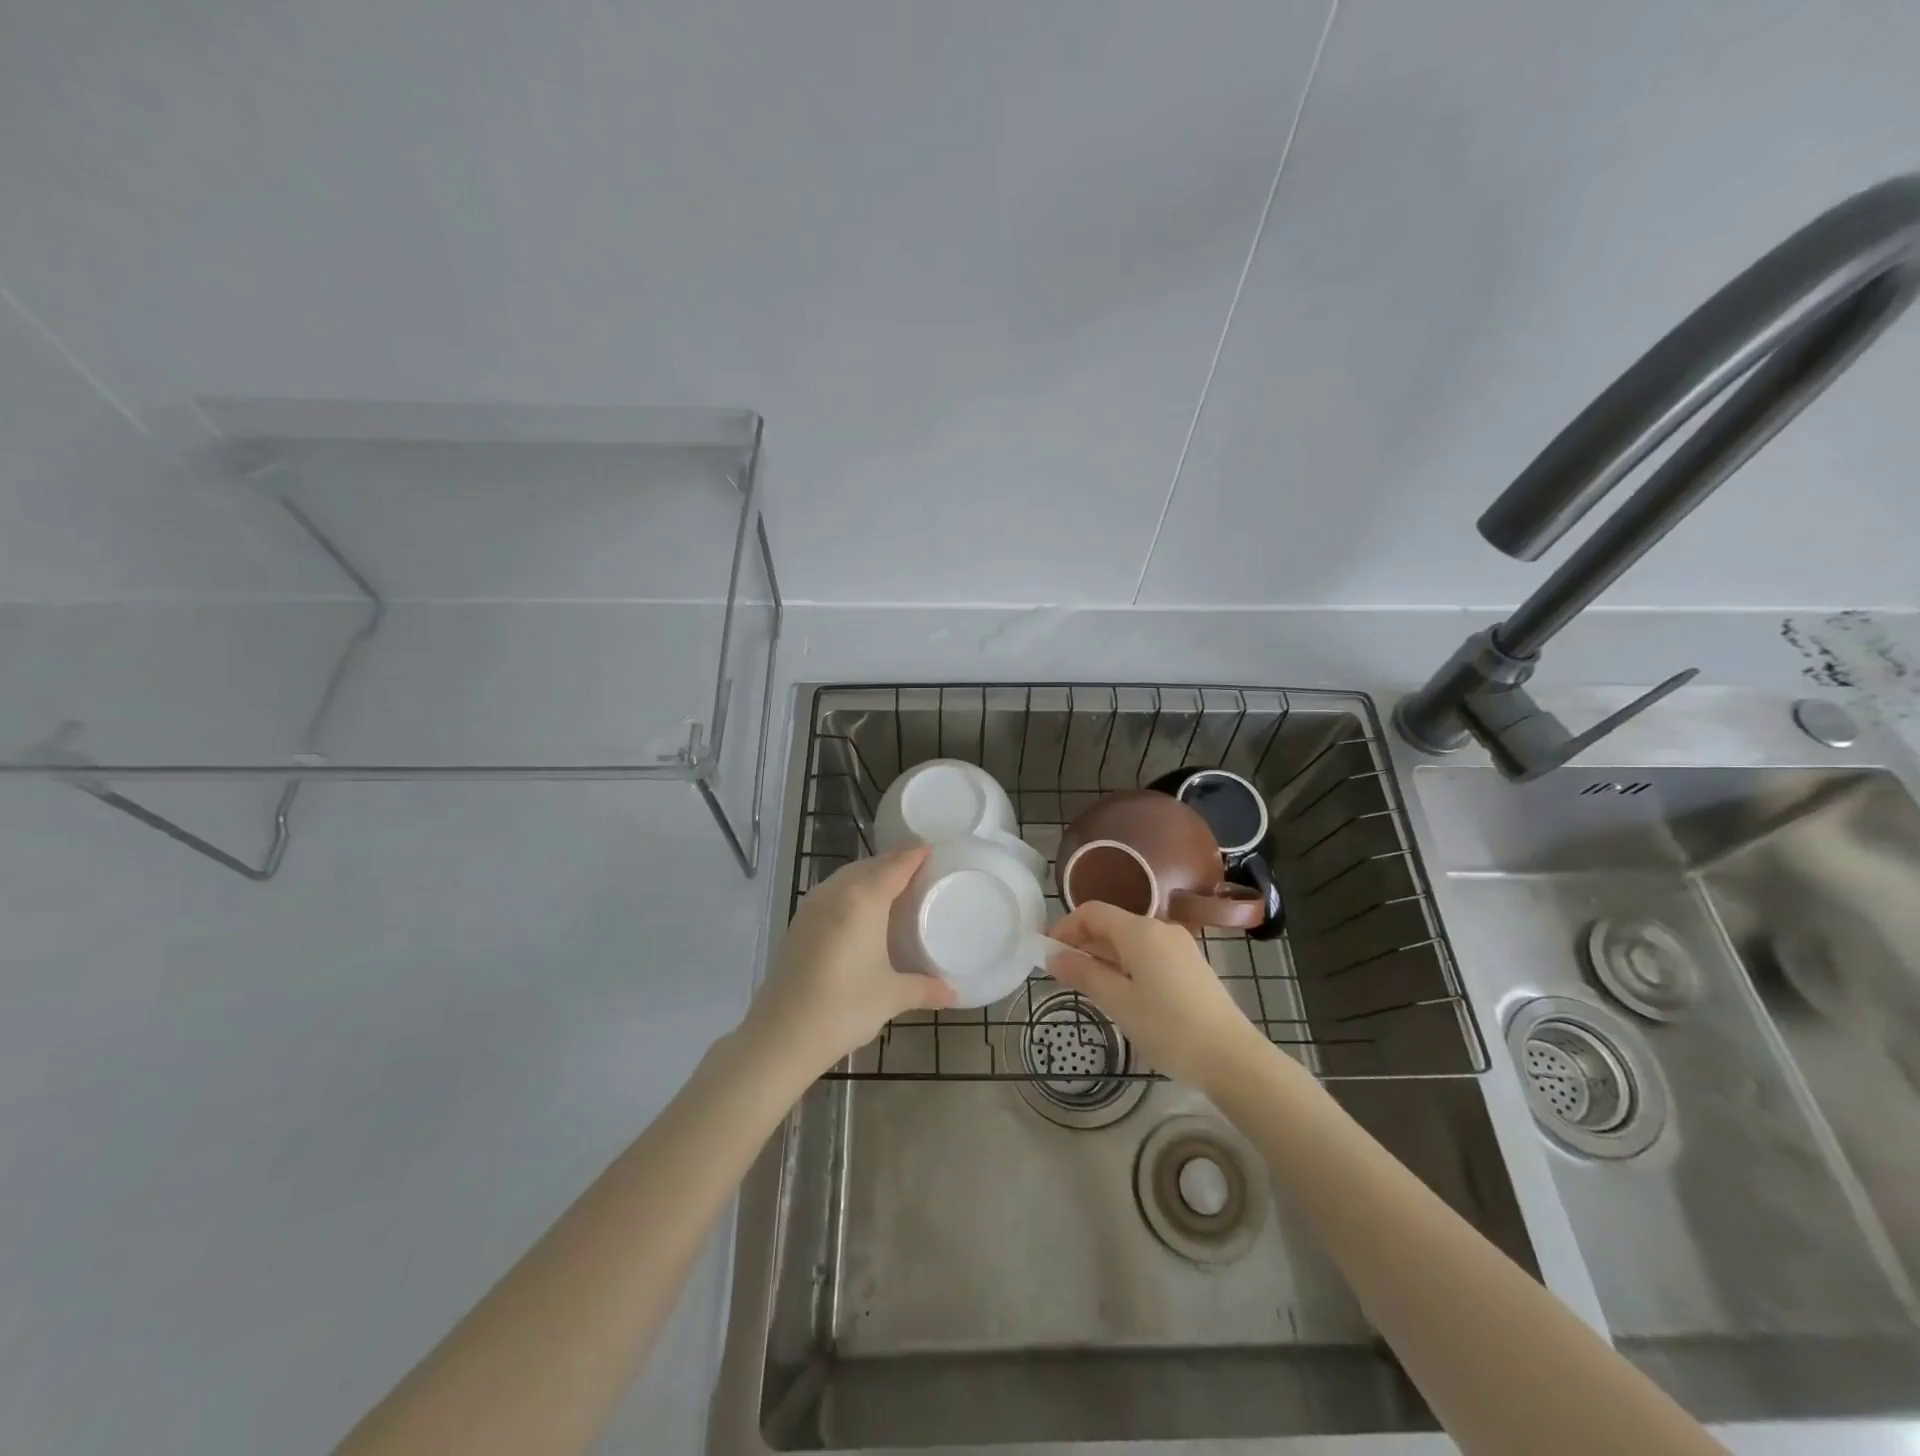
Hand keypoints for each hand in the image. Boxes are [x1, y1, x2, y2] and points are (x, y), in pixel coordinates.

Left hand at [741, 846, 954, 1077]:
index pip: (895, 865)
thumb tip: (953, 994)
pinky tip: (859, 908)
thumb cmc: (845, 1007)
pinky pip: (832, 891)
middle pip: (870, 865)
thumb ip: (925, 989)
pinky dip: (851, 888)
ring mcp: (812, 906)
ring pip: (847, 876)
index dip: (914, 854)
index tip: (931, 847)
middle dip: (894, 861)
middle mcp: (836, 893)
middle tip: (918, 866)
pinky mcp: (799, 922)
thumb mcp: (892, 996)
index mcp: (864, 900)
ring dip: (870, 873)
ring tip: (891, 884)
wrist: (782, 1034)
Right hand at [1049, 901, 1262, 1087]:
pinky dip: (1127, 966)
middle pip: (1112, 924)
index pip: (1092, 912)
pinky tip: (1124, 996)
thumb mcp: (1118, 1002)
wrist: (1233, 1058)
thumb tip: (1053, 956)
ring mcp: (1180, 947)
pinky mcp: (1191, 966)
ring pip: (1130, 941)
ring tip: (1090, 990)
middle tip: (1063, 977)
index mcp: (1140, 931)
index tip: (1048, 954)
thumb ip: (1083, 974)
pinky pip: (1148, 955)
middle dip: (1083, 945)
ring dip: (1104, 958)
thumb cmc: (1169, 1028)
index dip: (1065, 927)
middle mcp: (1160, 929)